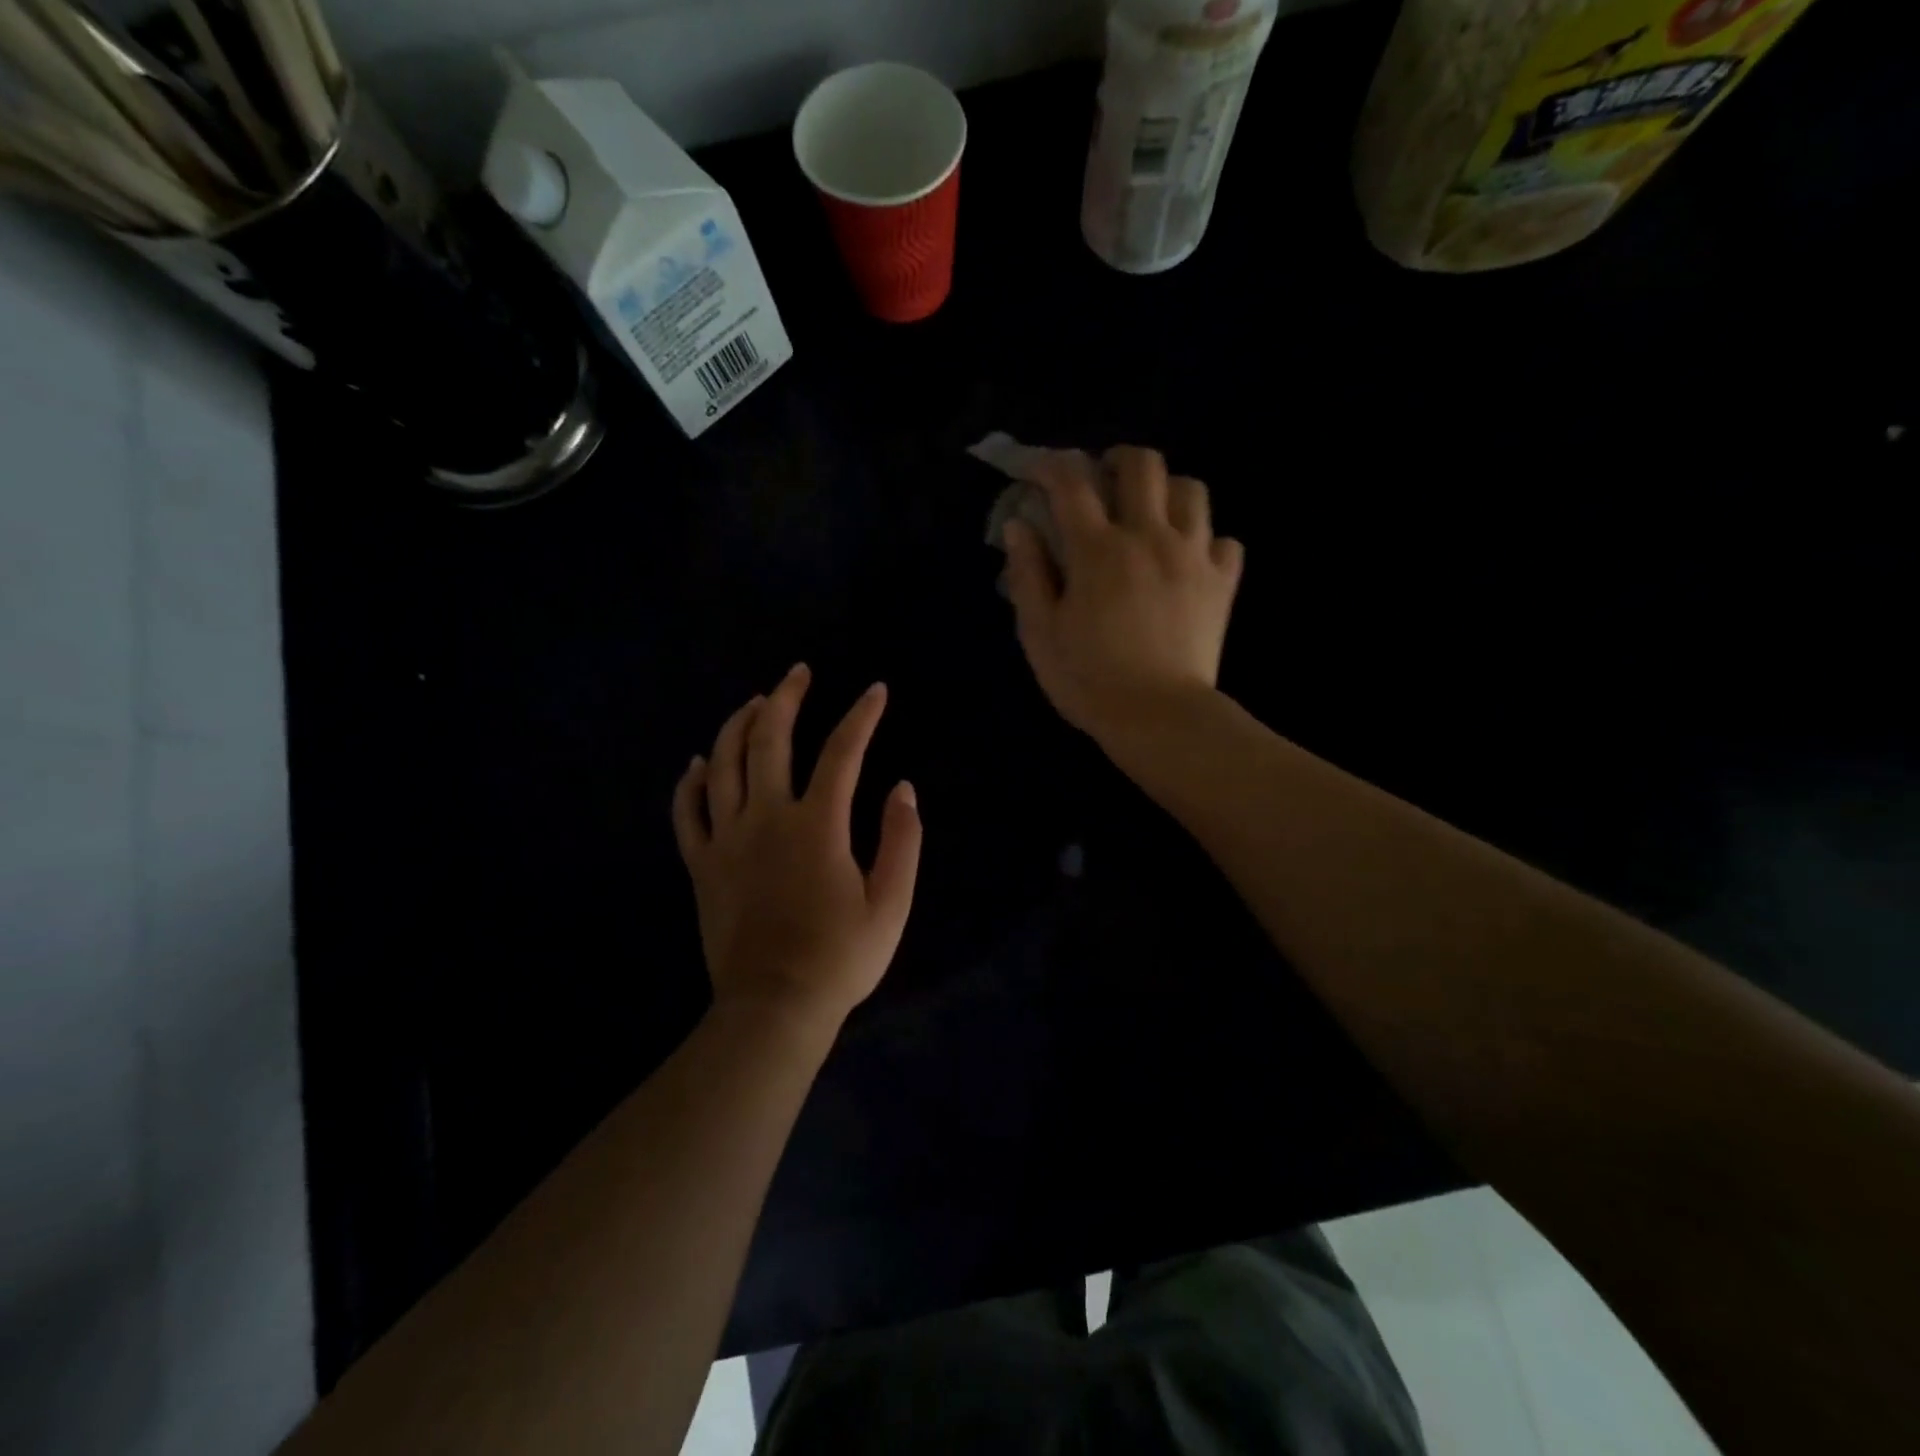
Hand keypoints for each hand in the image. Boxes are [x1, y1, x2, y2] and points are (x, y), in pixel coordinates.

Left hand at [672, 665, 921, 1035]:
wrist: (774, 1007)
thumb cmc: (840, 958)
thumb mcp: (891, 903)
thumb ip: (902, 840)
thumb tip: (903, 788)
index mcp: (817, 825)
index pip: (842, 752)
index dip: (861, 716)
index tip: (876, 691)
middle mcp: (767, 818)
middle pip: (769, 741)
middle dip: (786, 699)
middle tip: (798, 673)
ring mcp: (727, 839)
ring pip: (723, 764)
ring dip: (738, 725)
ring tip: (754, 702)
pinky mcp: (702, 865)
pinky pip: (688, 812)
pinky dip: (690, 782)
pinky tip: (696, 763)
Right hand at [1003, 445, 1243, 744]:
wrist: (1158, 717)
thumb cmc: (1088, 680)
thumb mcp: (1039, 633)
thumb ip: (1027, 574)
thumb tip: (1019, 525)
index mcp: (1098, 550)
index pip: (1072, 483)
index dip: (1051, 465)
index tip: (1039, 472)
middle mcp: (1149, 537)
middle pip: (1144, 465)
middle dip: (1118, 461)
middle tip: (1104, 482)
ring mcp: (1193, 557)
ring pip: (1192, 490)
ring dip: (1166, 491)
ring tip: (1151, 514)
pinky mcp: (1222, 583)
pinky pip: (1225, 540)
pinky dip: (1206, 539)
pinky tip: (1188, 558)